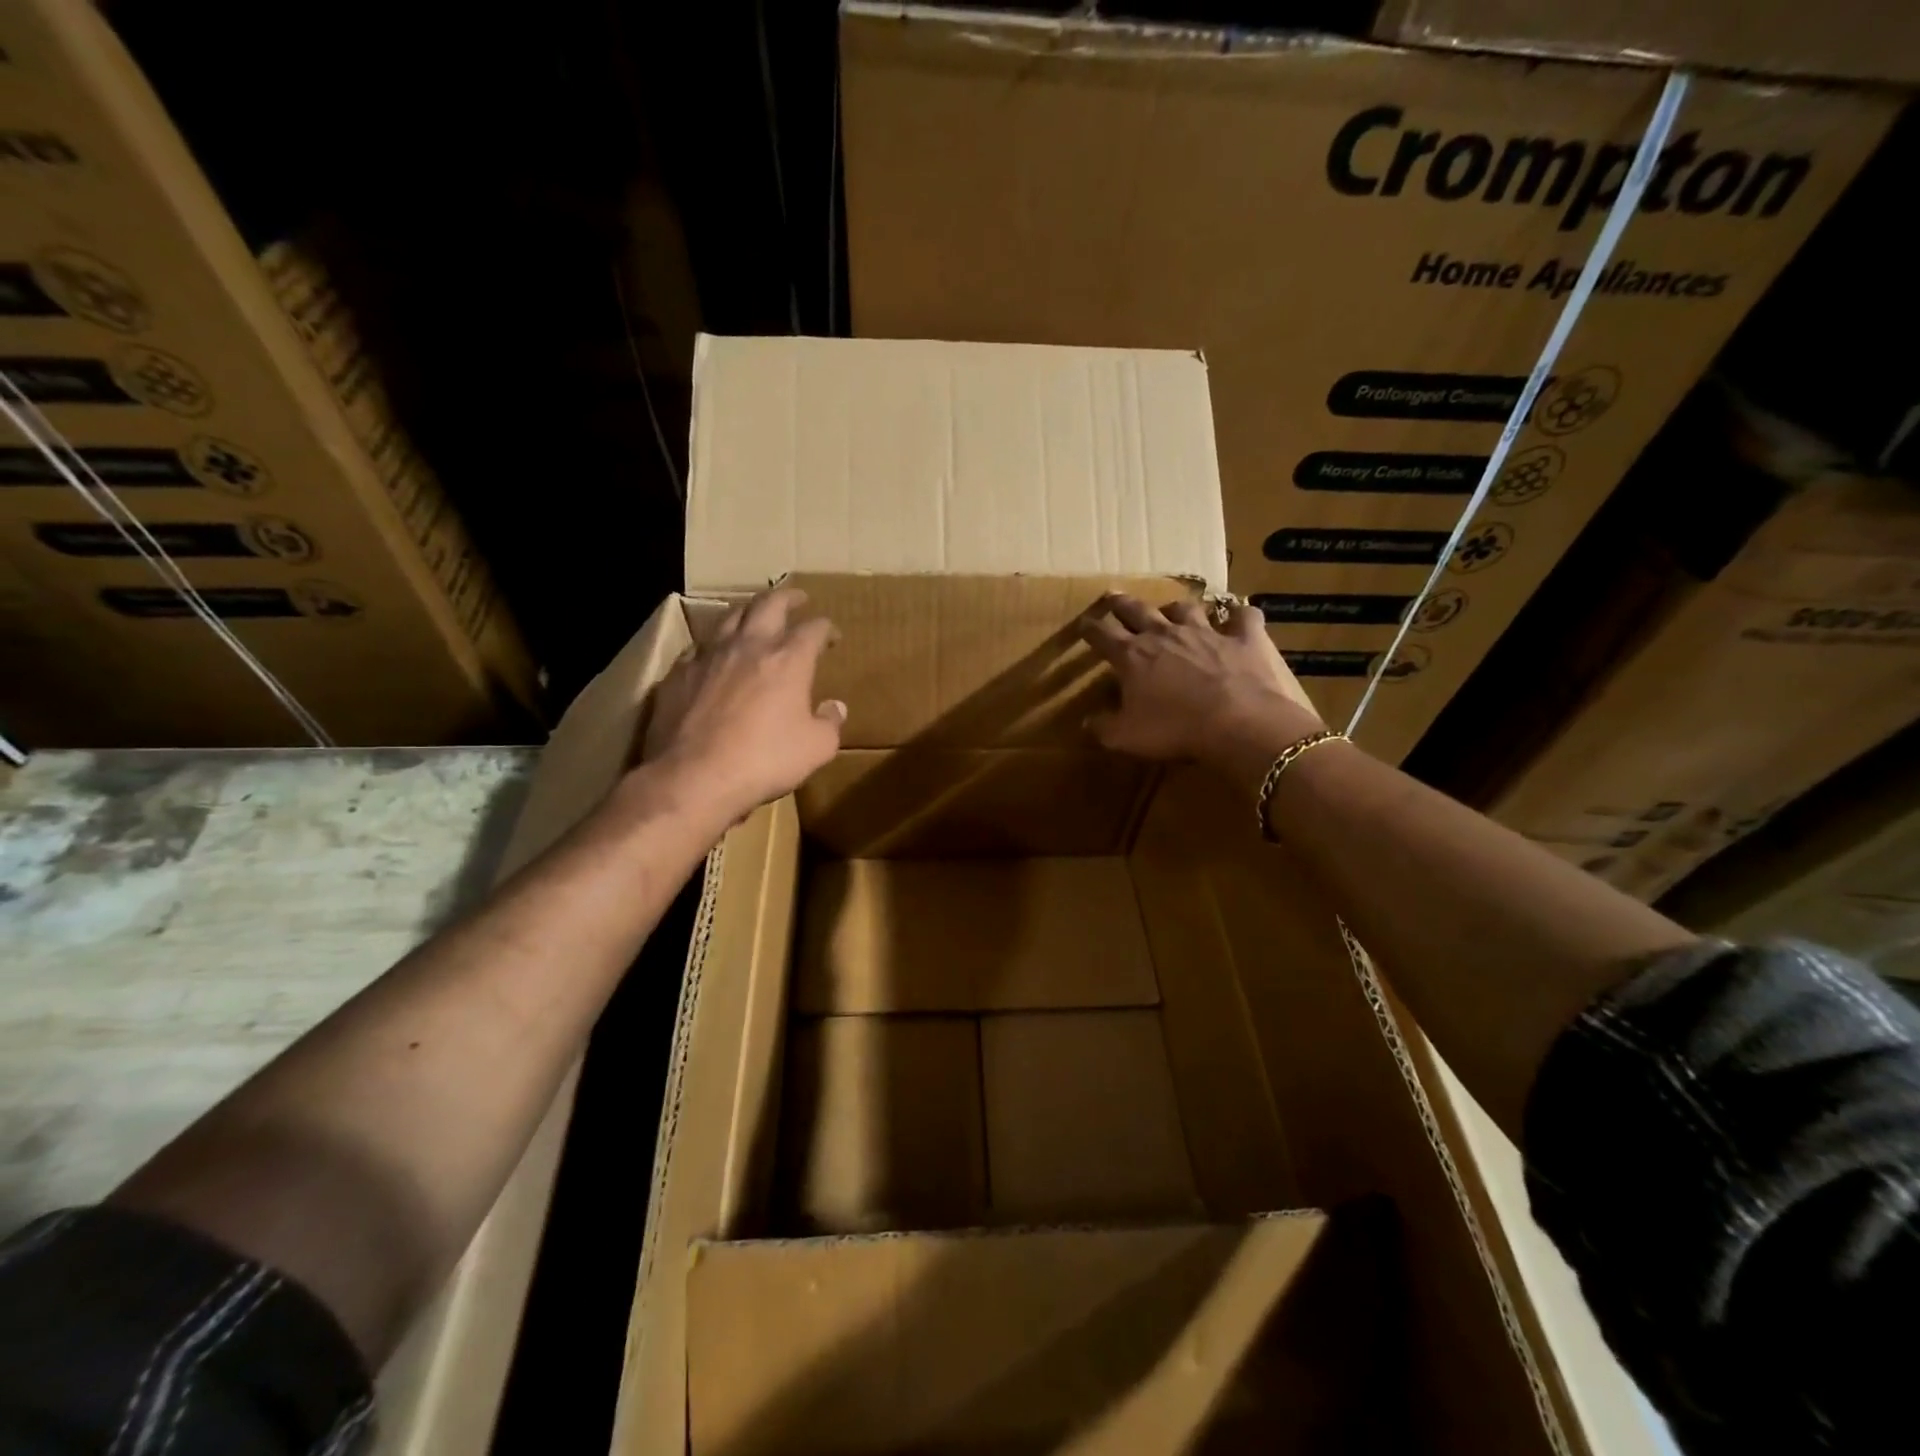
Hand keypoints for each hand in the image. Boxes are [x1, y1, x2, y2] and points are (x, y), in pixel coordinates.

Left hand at [641, 587, 845, 819]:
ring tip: (755, 614)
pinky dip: (714, 645)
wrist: (694, 777)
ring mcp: (709, 656)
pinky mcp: (678, 674)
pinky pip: (699, 647)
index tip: (832, 635)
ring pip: (730, 617)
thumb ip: (830, 723)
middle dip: (787, 598)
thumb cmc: (765, 760)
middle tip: (797, 598)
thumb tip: (835, 707)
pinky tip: (714, 655)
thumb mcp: (816, 748)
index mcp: (788, 659)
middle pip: (769, 604)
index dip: (826, 628)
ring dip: (748, 611)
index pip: (813, 629)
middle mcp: (749, 646)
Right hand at [1077, 593, 1324, 786]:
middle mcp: (1165, 634)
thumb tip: (1086, 722)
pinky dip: (1239, 614)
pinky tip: (1240, 614)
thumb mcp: (1126, 737)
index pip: (1102, 635)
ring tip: (1171, 609)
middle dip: (1122, 604)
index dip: (1090, 628)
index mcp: (1133, 656)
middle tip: (1113, 596)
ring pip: (1185, 608)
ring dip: (1175, 608)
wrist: (1239, 723)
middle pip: (1137, 610)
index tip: (1083, 624)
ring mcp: (1207, 632)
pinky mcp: (1244, 638)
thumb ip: (1103, 727)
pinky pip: (1243, 617)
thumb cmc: (1175, 729)